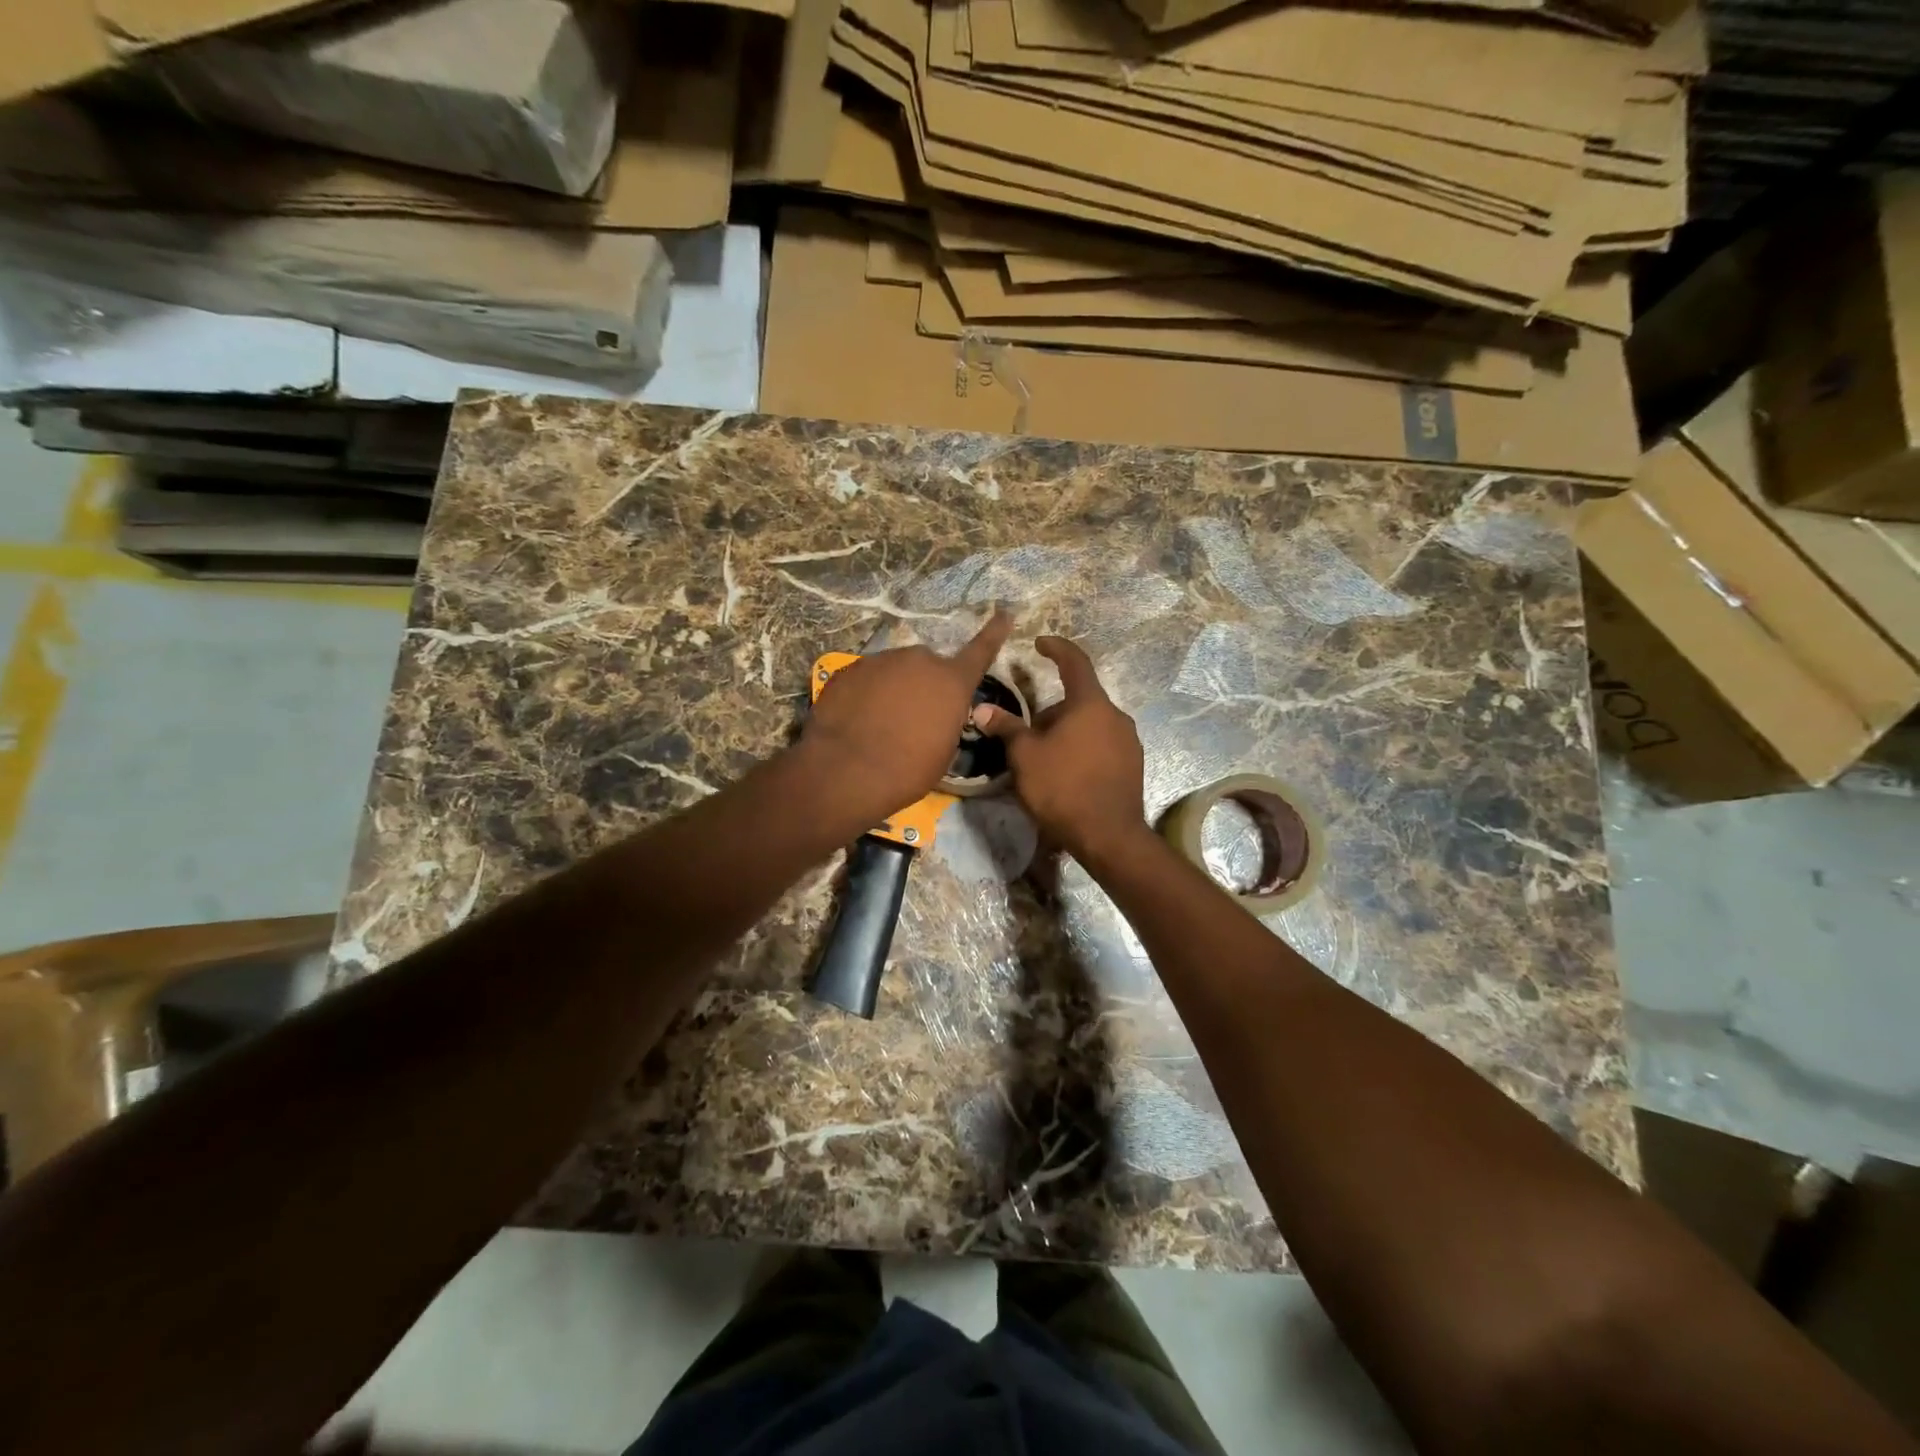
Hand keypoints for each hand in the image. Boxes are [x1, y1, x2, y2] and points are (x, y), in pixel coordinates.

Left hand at [802, 611, 1013, 829]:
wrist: (847, 771)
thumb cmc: (908, 770)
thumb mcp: (943, 751)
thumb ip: (946, 720)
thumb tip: (936, 713)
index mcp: (952, 682)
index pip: (980, 651)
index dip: (994, 632)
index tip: (1004, 612)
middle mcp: (920, 661)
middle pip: (927, 666)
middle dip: (923, 685)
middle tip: (912, 717)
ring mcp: (881, 660)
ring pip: (894, 670)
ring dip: (892, 689)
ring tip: (879, 722)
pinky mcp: (849, 670)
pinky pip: (865, 679)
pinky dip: (864, 694)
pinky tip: (856, 720)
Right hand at [974, 636, 1148, 862]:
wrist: (1108, 836)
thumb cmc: (1062, 787)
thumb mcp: (1025, 756)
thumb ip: (1006, 727)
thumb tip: (982, 709)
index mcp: (1090, 704)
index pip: (1074, 662)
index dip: (1056, 648)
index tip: (1040, 643)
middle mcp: (1116, 715)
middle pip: (1079, 700)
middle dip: (1051, 711)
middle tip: (1026, 734)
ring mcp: (1129, 742)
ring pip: (1090, 725)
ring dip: (1066, 732)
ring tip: (1044, 758)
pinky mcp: (1133, 766)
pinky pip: (1102, 745)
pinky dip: (1082, 749)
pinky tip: (1066, 775)